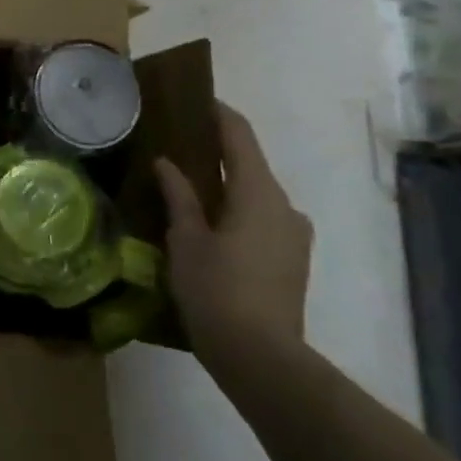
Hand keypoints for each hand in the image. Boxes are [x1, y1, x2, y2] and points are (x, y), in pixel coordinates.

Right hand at [155, 102, 312, 351]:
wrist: (262, 360)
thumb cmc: (217, 291)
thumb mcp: (186, 240)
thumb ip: (178, 196)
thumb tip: (167, 163)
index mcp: (258, 192)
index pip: (239, 135)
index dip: (218, 113)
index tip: (193, 100)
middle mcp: (284, 206)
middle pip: (249, 164)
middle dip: (215, 152)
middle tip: (177, 146)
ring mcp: (293, 235)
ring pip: (255, 194)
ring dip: (225, 185)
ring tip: (187, 189)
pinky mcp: (292, 261)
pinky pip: (261, 219)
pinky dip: (236, 210)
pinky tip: (208, 226)